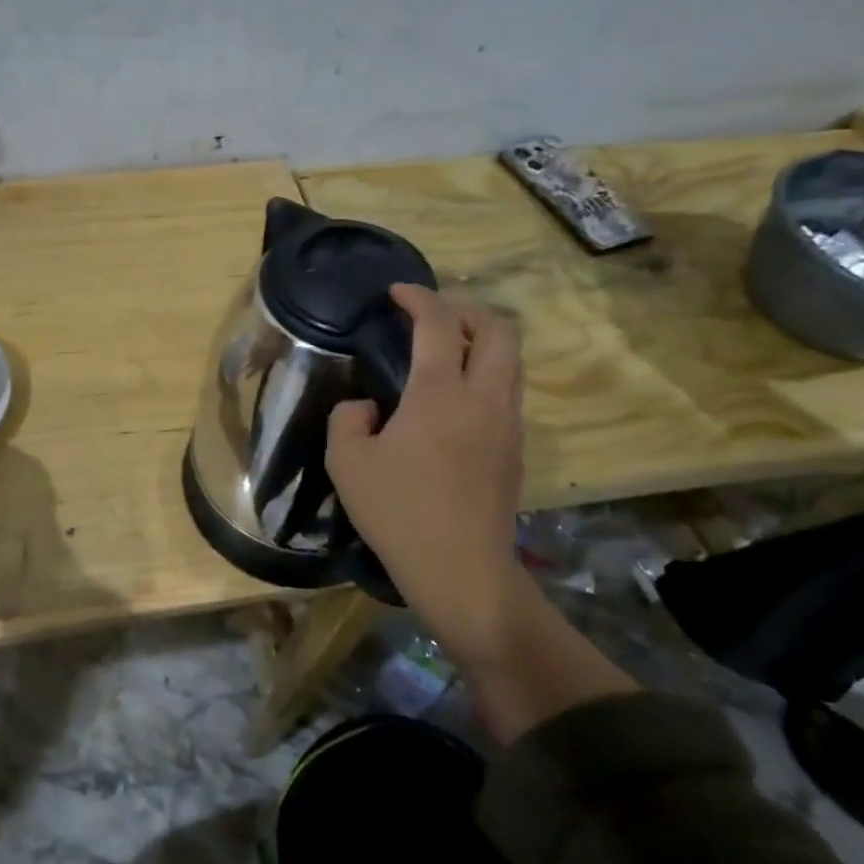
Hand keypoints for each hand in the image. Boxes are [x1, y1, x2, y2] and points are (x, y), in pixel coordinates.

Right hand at [326, 284, 527, 657]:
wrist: (461, 571)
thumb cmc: (399, 512)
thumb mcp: (347, 462)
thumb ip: (348, 419)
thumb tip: (366, 407)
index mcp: (441, 394)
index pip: (438, 323)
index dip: (419, 297)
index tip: (397, 292)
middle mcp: (484, 398)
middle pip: (499, 329)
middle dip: (467, 308)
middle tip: (433, 315)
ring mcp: (508, 425)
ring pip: (511, 360)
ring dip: (482, 341)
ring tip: (447, 350)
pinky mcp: (516, 450)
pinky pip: (508, 392)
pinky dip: (487, 374)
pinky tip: (456, 400)